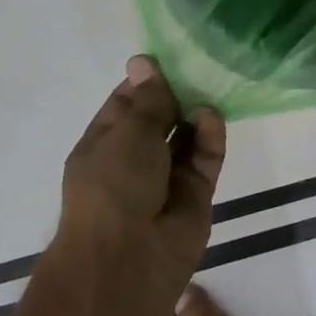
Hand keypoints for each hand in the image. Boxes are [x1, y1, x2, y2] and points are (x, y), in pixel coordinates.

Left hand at [48, 56, 226, 315]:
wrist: (128, 261)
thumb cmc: (114, 187)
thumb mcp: (128, 133)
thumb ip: (149, 99)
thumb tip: (143, 61)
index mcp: (104, 145)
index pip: (126, 104)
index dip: (146, 80)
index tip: (170, 55)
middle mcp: (134, 160)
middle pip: (160, 118)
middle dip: (177, 94)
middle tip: (201, 62)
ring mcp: (166, 178)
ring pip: (186, 136)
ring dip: (195, 113)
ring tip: (211, 85)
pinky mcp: (196, 193)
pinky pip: (205, 157)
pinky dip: (209, 136)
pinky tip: (211, 116)